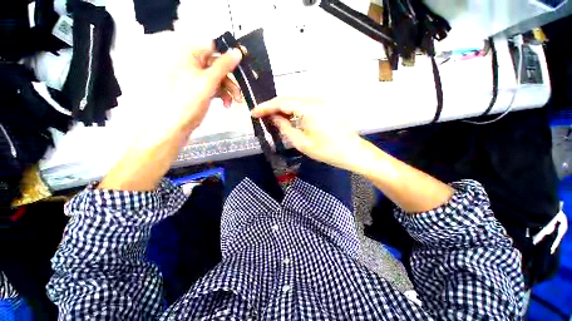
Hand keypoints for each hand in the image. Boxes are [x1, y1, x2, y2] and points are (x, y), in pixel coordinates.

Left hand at [98, 42, 242, 190]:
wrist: (176, 124)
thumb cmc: (189, 101)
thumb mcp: (209, 81)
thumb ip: (224, 65)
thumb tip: (237, 51)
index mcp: (189, 54)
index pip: (213, 48)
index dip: (228, 57)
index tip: (241, 68)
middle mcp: (191, 63)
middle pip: (217, 66)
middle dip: (230, 81)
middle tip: (239, 94)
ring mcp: (194, 77)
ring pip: (218, 79)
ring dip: (228, 90)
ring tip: (234, 102)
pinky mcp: (198, 89)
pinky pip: (214, 87)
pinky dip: (222, 95)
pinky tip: (226, 104)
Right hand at [251, 97, 362, 169]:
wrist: (352, 152)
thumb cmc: (327, 151)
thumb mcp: (302, 143)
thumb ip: (285, 128)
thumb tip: (273, 117)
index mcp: (309, 108)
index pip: (282, 102)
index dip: (266, 107)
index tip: (253, 113)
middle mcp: (315, 100)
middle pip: (288, 98)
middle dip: (273, 106)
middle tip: (262, 116)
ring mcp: (321, 102)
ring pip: (296, 100)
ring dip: (283, 107)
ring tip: (272, 117)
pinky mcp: (325, 106)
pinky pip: (304, 104)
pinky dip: (293, 110)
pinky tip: (287, 117)